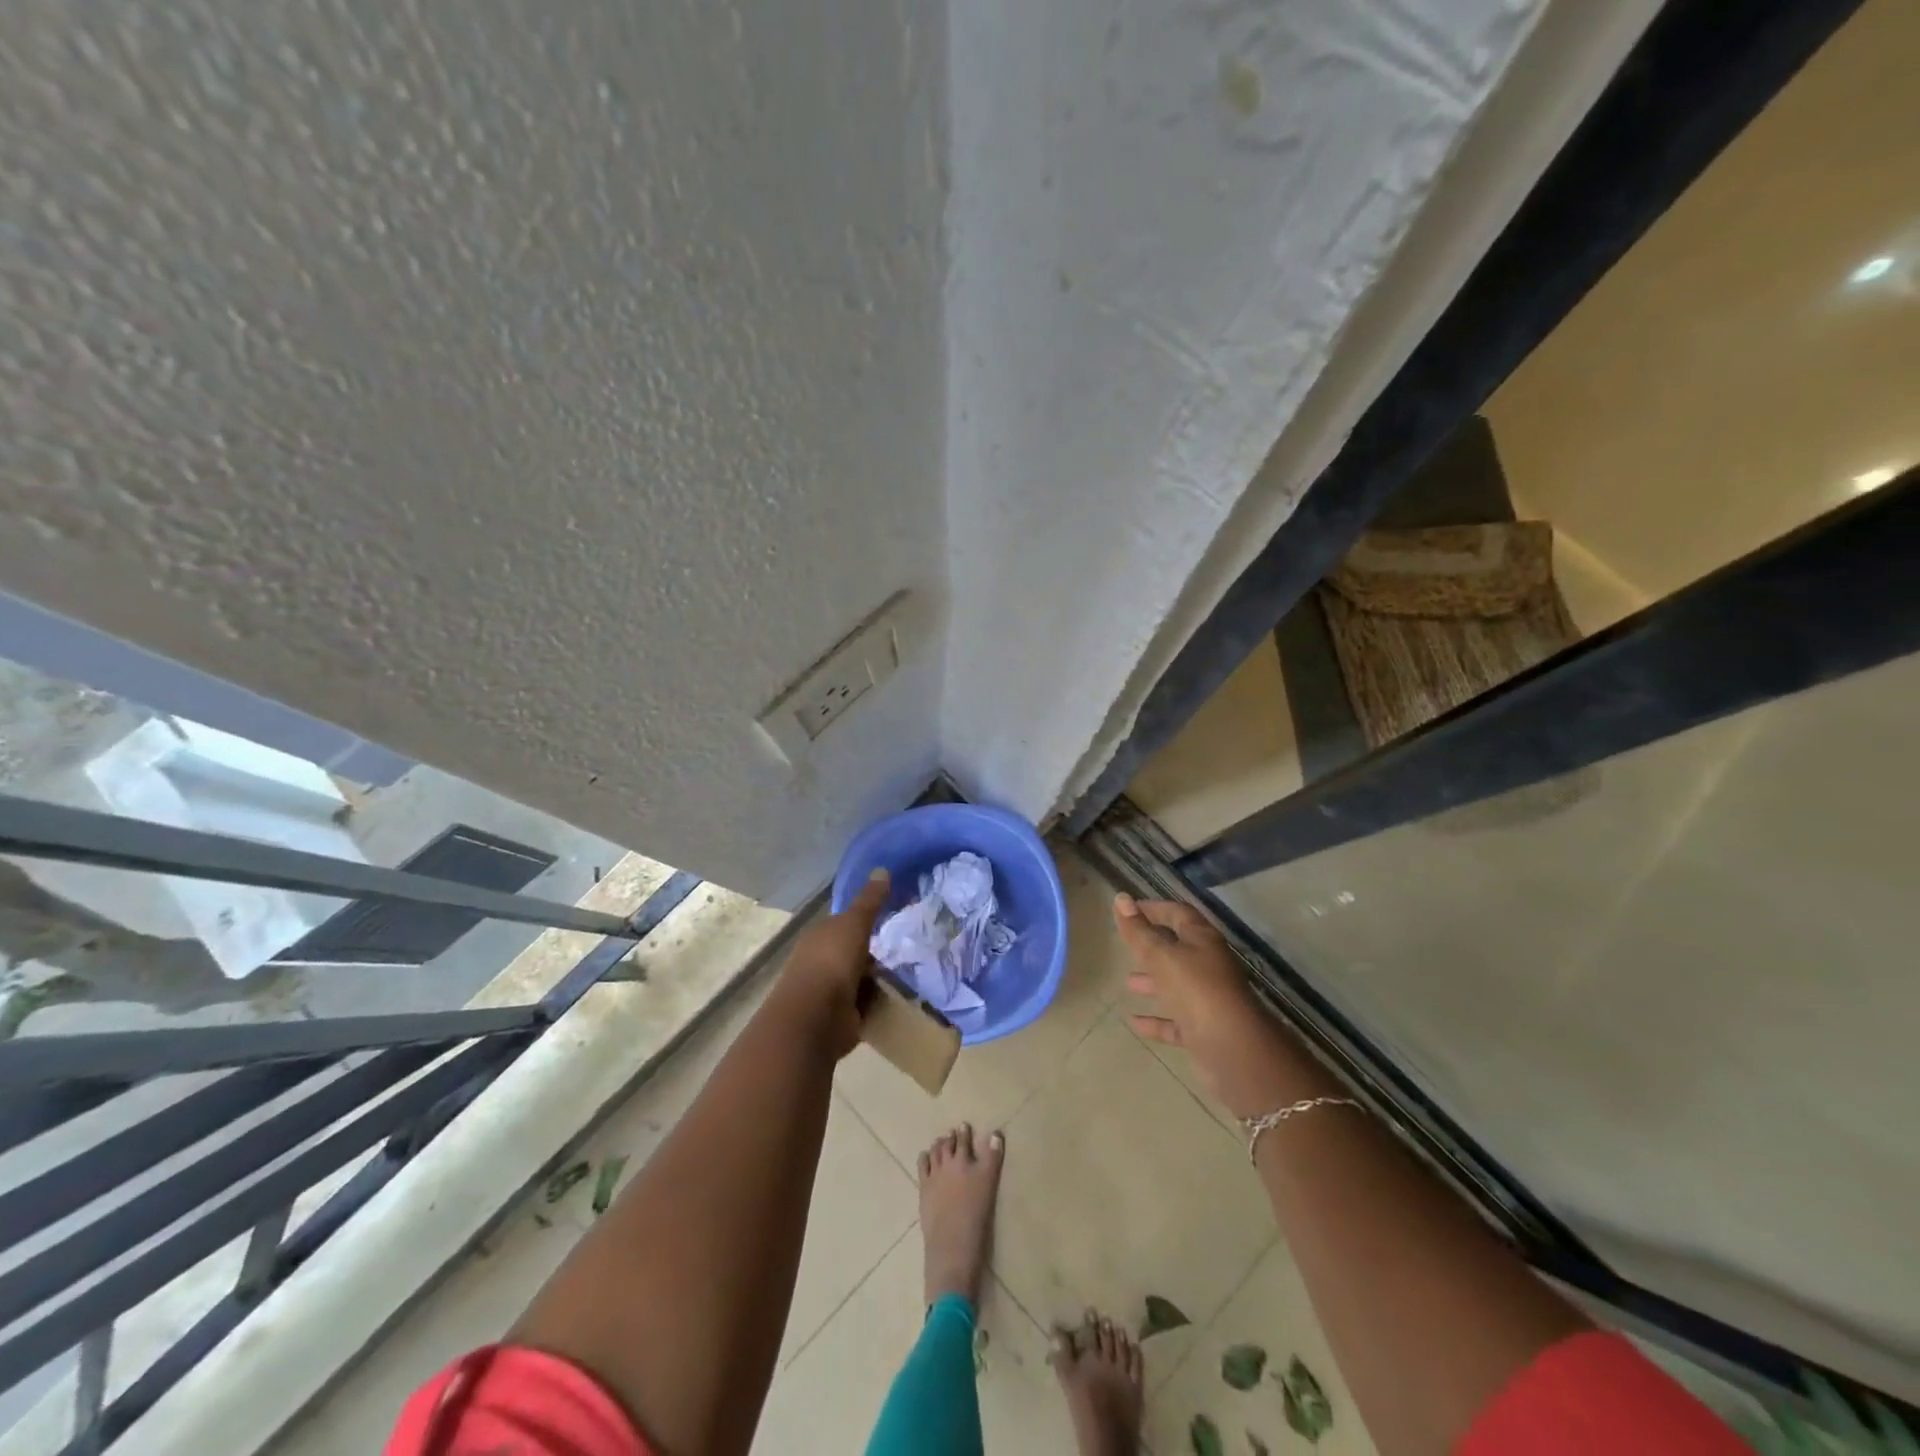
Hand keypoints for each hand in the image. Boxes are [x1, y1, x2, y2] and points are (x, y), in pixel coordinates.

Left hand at [771, 869, 891, 1058]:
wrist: (816, 1017)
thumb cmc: (833, 962)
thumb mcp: (855, 924)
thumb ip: (870, 901)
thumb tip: (882, 868)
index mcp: (820, 935)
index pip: (844, 923)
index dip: (865, 920)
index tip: (891, 920)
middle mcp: (821, 960)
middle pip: (853, 951)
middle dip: (874, 952)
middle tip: (905, 949)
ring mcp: (829, 990)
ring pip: (860, 978)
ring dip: (877, 979)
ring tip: (906, 973)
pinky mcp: (840, 1016)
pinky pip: (864, 1003)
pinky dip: (876, 1002)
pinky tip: (894, 997)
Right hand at [1115, 893, 1288, 1117]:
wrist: (1235, 1051)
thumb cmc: (1197, 991)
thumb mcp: (1162, 956)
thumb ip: (1139, 932)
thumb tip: (1120, 897)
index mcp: (1203, 941)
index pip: (1178, 913)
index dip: (1154, 908)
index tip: (1128, 909)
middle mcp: (1209, 966)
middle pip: (1178, 949)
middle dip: (1152, 945)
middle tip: (1126, 944)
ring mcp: (1208, 999)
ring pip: (1177, 985)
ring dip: (1154, 982)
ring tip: (1128, 982)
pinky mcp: (1205, 1030)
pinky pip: (1176, 1021)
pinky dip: (1157, 1019)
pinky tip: (1135, 1021)